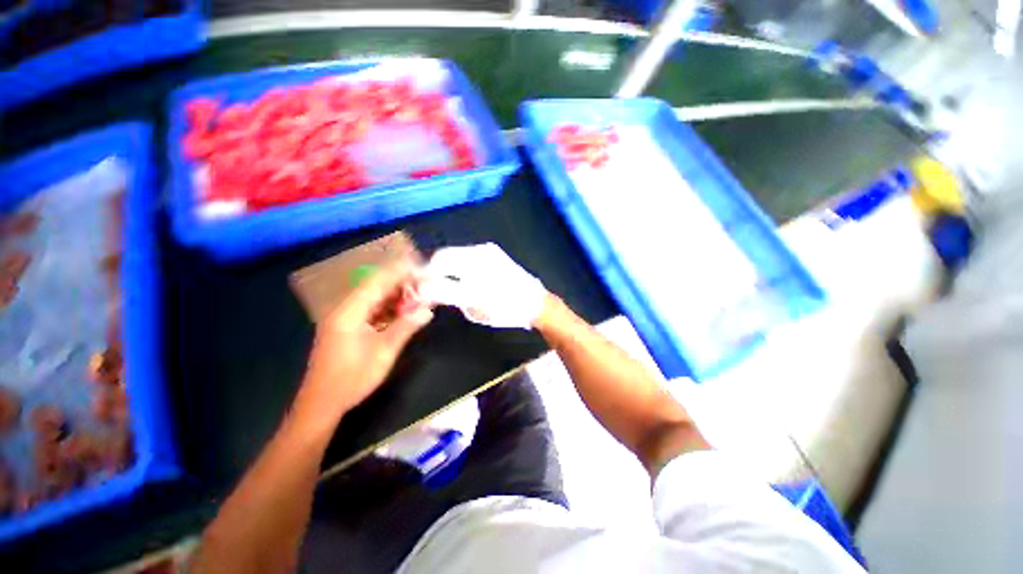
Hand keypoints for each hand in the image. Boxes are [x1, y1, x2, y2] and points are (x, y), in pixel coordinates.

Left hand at [297, 258, 433, 425]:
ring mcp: (345, 318)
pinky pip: (372, 310)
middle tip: (426, 284)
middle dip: (402, 284)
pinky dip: (389, 308)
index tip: (421, 267)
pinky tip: (404, 311)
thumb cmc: (352, 377)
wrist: (322, 403)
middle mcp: (346, 309)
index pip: (378, 282)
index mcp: (350, 311)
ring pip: (375, 299)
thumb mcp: (384, 352)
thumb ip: (406, 326)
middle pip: (377, 287)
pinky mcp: (348, 327)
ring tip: (420, 296)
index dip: (400, 272)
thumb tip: (427, 311)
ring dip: (397, 296)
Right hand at [421, 243, 545, 328]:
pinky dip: (454, 259)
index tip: (414, 289)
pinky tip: (456, 269)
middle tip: (423, 280)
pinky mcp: (490, 248)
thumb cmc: (505, 312)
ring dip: (440, 263)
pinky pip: (464, 251)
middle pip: (440, 258)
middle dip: (427, 269)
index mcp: (475, 286)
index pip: (437, 281)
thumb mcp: (475, 311)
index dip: (421, 284)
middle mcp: (479, 263)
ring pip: (450, 252)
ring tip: (439, 275)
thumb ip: (450, 298)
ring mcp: (485, 251)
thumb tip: (428, 289)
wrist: (534, 300)